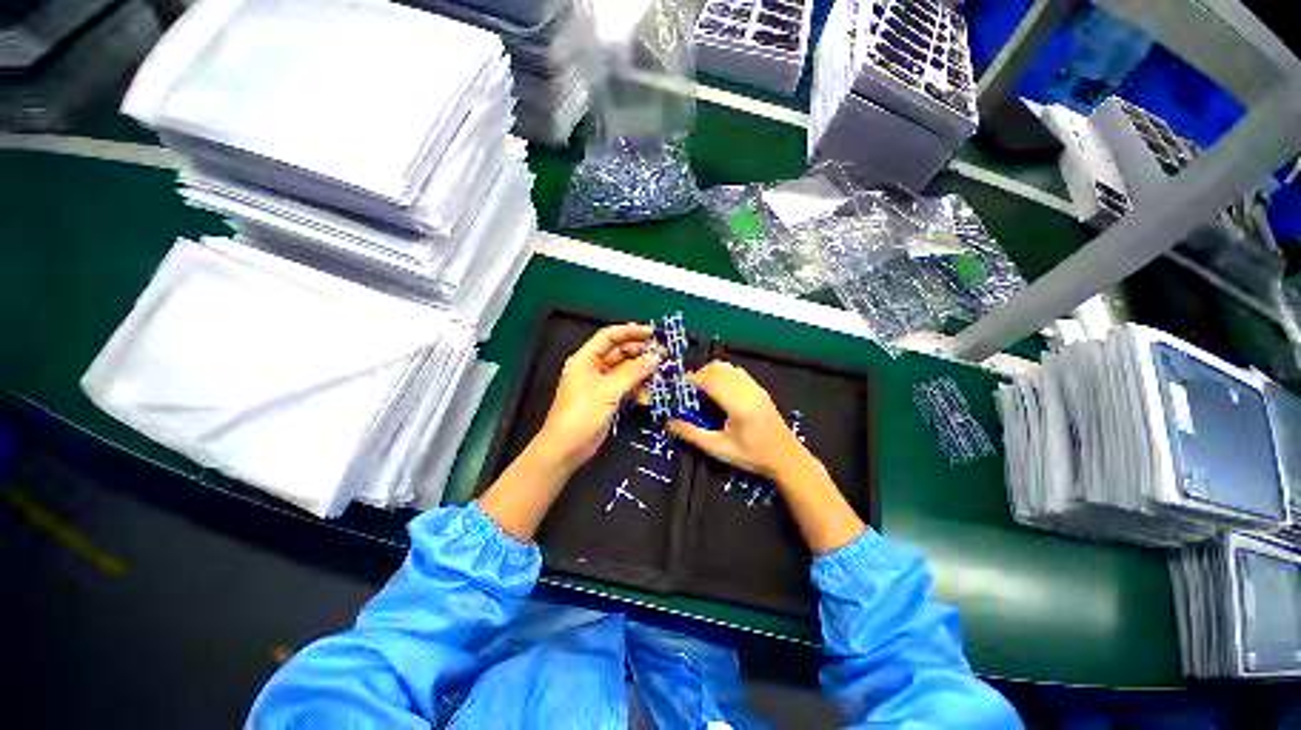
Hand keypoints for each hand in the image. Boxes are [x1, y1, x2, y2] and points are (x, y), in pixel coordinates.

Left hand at [534, 323, 661, 470]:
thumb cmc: (582, 414)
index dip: (630, 331)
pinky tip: (648, 394)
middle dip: (640, 353)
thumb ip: (633, 372)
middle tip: (663, 355)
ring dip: (641, 372)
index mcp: (585, 359)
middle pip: (619, 352)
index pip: (609, 336)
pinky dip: (637, 388)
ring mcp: (600, 384)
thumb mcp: (608, 390)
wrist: (566, 449)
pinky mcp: (607, 399)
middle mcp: (592, 368)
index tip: (652, 333)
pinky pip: (625, 386)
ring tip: (660, 375)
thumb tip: (655, 358)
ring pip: (625, 370)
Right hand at [670, 360, 863, 553]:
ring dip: (711, 372)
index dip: (691, 379)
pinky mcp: (760, 389)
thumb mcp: (719, 449)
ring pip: (728, 367)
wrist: (786, 458)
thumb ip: (693, 434)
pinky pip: (737, 372)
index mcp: (737, 404)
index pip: (710, 380)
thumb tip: (669, 423)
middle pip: (718, 369)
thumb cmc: (752, 455)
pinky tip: (719, 390)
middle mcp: (747, 390)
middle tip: (689, 391)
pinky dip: (723, 374)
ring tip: (703, 390)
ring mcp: (755, 387)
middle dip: (699, 374)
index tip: (678, 387)